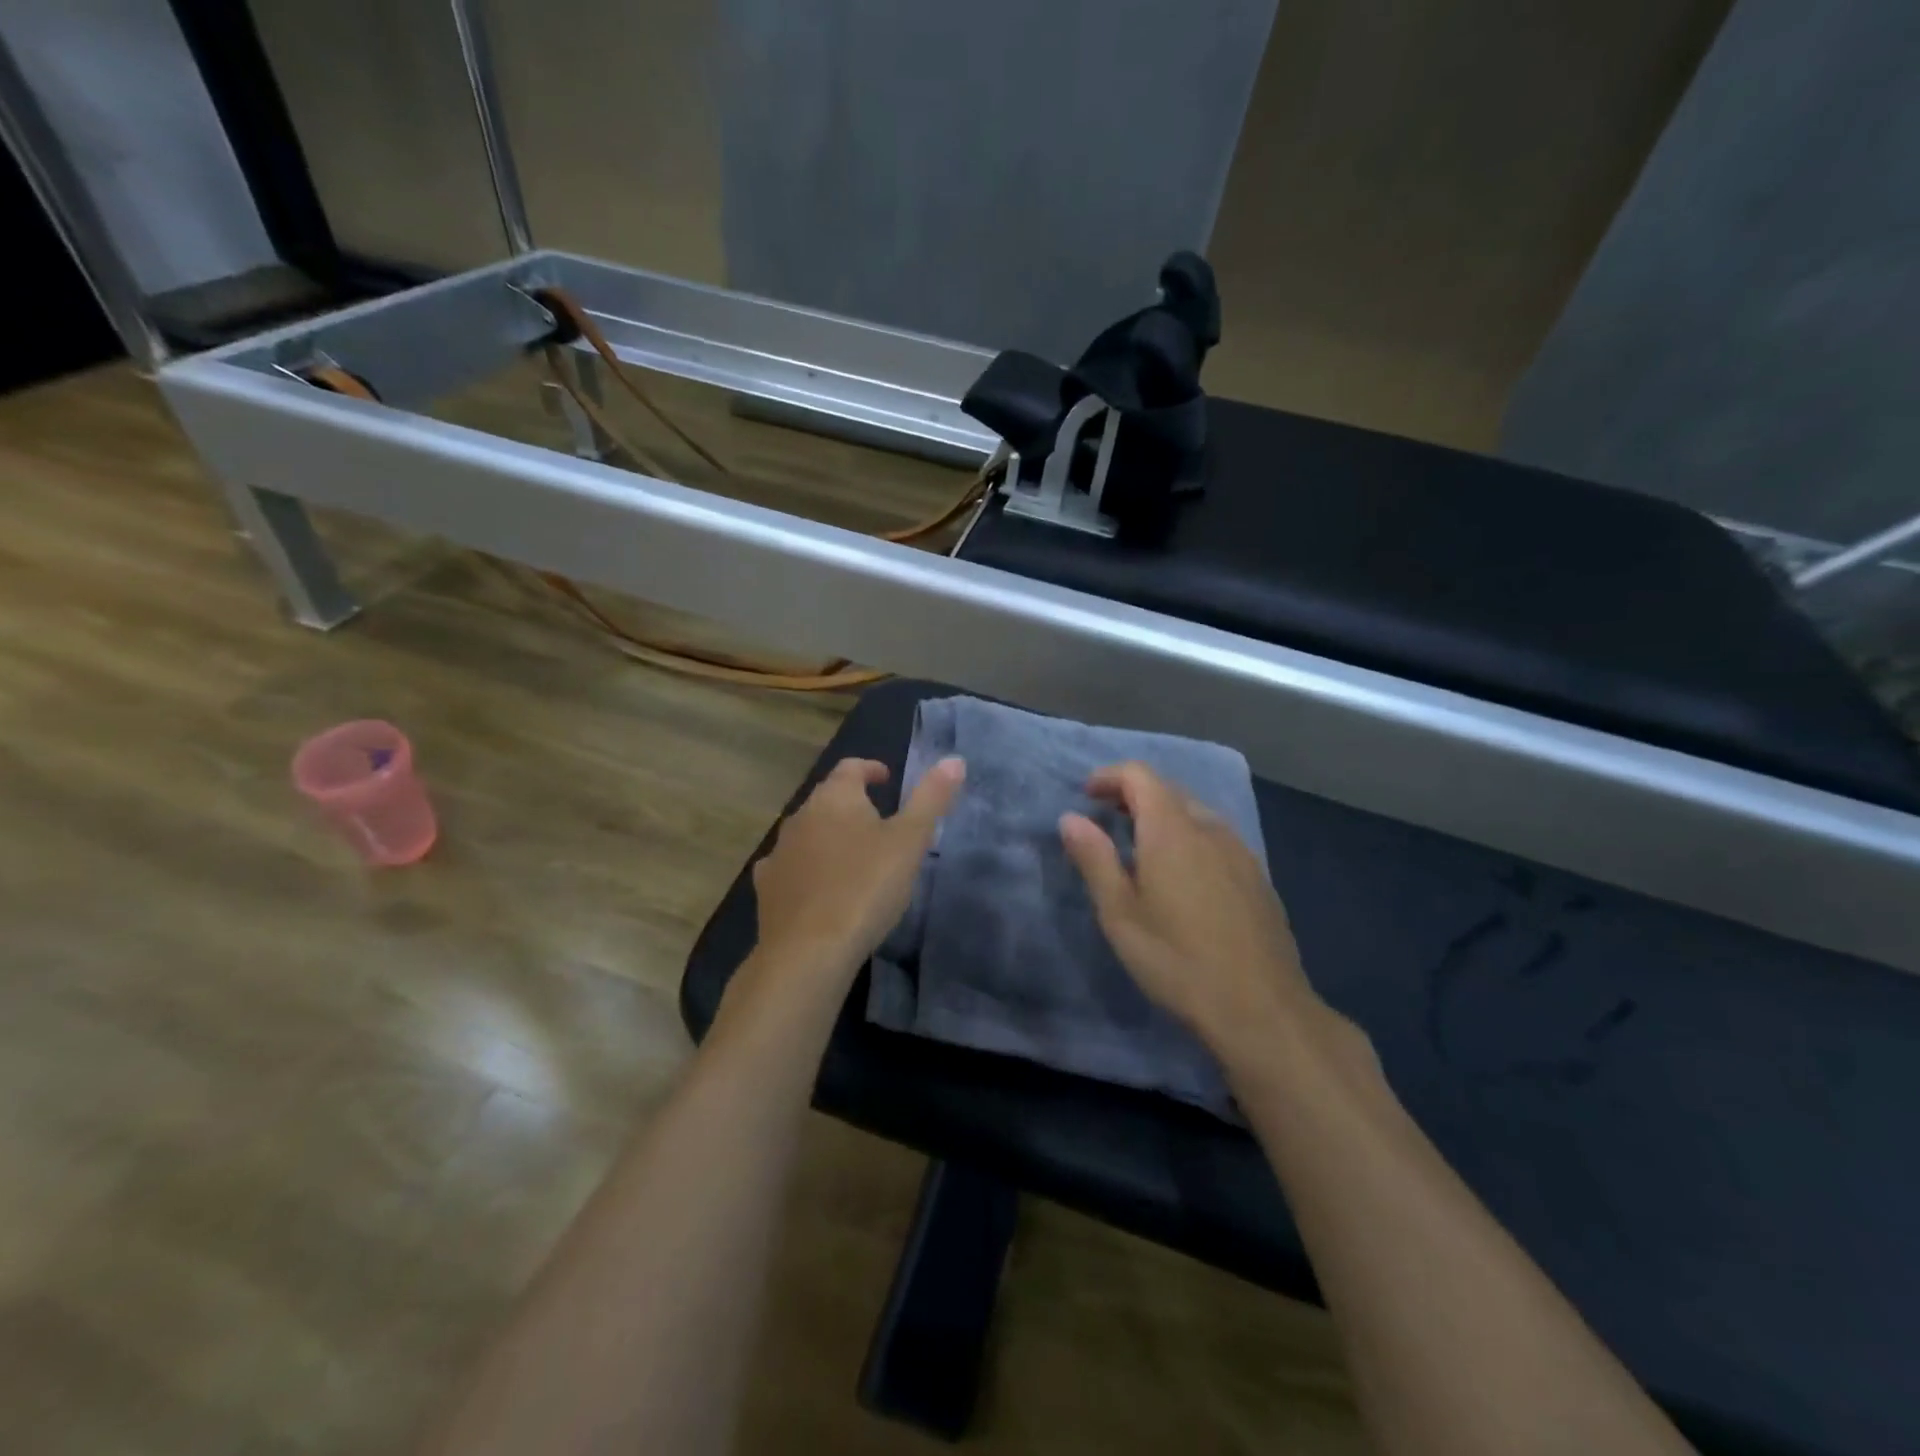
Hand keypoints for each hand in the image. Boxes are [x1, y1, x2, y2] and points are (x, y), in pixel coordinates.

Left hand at [750, 756, 964, 980]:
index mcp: (835, 798)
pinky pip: (790, 867)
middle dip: (852, 805)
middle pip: (827, 799)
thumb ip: (931, 798)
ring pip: (807, 833)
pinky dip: (807, 868)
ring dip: (829, 837)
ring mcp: (779, 853)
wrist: (808, 951)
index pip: (851, 768)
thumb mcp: (910, 841)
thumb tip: (953, 759)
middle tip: (880, 822)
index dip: (870, 769)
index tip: (887, 779)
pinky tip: (819, 888)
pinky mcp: (767, 889)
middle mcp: (800, 816)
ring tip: (855, 857)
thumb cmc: (866, 887)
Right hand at [1059, 762, 1320, 1059]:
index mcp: (1172, 830)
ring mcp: (1240, 851)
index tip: (1086, 795)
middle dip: (1133, 794)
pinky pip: (1216, 837)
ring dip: (1163, 815)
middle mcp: (1209, 828)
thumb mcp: (1119, 914)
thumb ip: (1094, 859)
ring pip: (1195, 813)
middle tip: (1105, 819)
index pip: (1140, 775)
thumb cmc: (1177, 960)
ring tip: (1140, 846)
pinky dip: (1189, 836)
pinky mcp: (1257, 876)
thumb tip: (1070, 818)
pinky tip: (1182, 875)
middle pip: (1169, 789)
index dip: (1109, 776)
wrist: (1260, 1009)